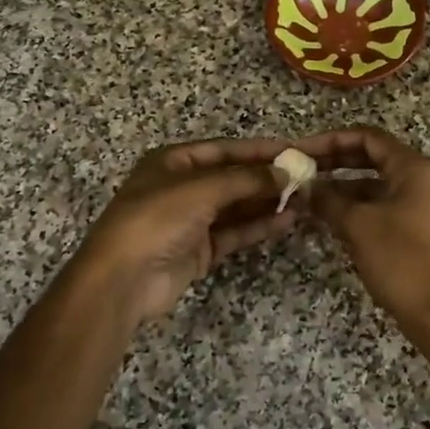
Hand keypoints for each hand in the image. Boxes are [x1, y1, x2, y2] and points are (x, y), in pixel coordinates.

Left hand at [71, 138, 297, 327]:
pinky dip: (259, 226)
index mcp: (174, 162)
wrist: (123, 279)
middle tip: (306, 177)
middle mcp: (183, 188)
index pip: (225, 149)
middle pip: (233, 177)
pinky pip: (235, 232)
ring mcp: (191, 221)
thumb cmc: (157, 218)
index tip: (295, 150)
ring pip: (237, 206)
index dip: (260, 150)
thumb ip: (247, 179)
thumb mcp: (202, 189)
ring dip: (268, 202)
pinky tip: (287, 220)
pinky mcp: (199, 250)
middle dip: (267, 177)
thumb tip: (286, 173)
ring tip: (305, 199)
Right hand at [295, 126, 429, 339]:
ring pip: (375, 185)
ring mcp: (422, 206)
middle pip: (372, 158)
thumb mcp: (358, 226)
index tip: (301, 151)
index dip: (332, 140)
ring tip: (308, 197)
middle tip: (300, 171)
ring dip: (343, 188)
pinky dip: (356, 208)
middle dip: (335, 163)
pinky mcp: (418, 230)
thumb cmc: (402, 261)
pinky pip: (382, 207)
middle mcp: (421, 180)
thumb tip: (305, 188)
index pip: (368, 137)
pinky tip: (329, 219)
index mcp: (413, 168)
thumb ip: (329, 201)